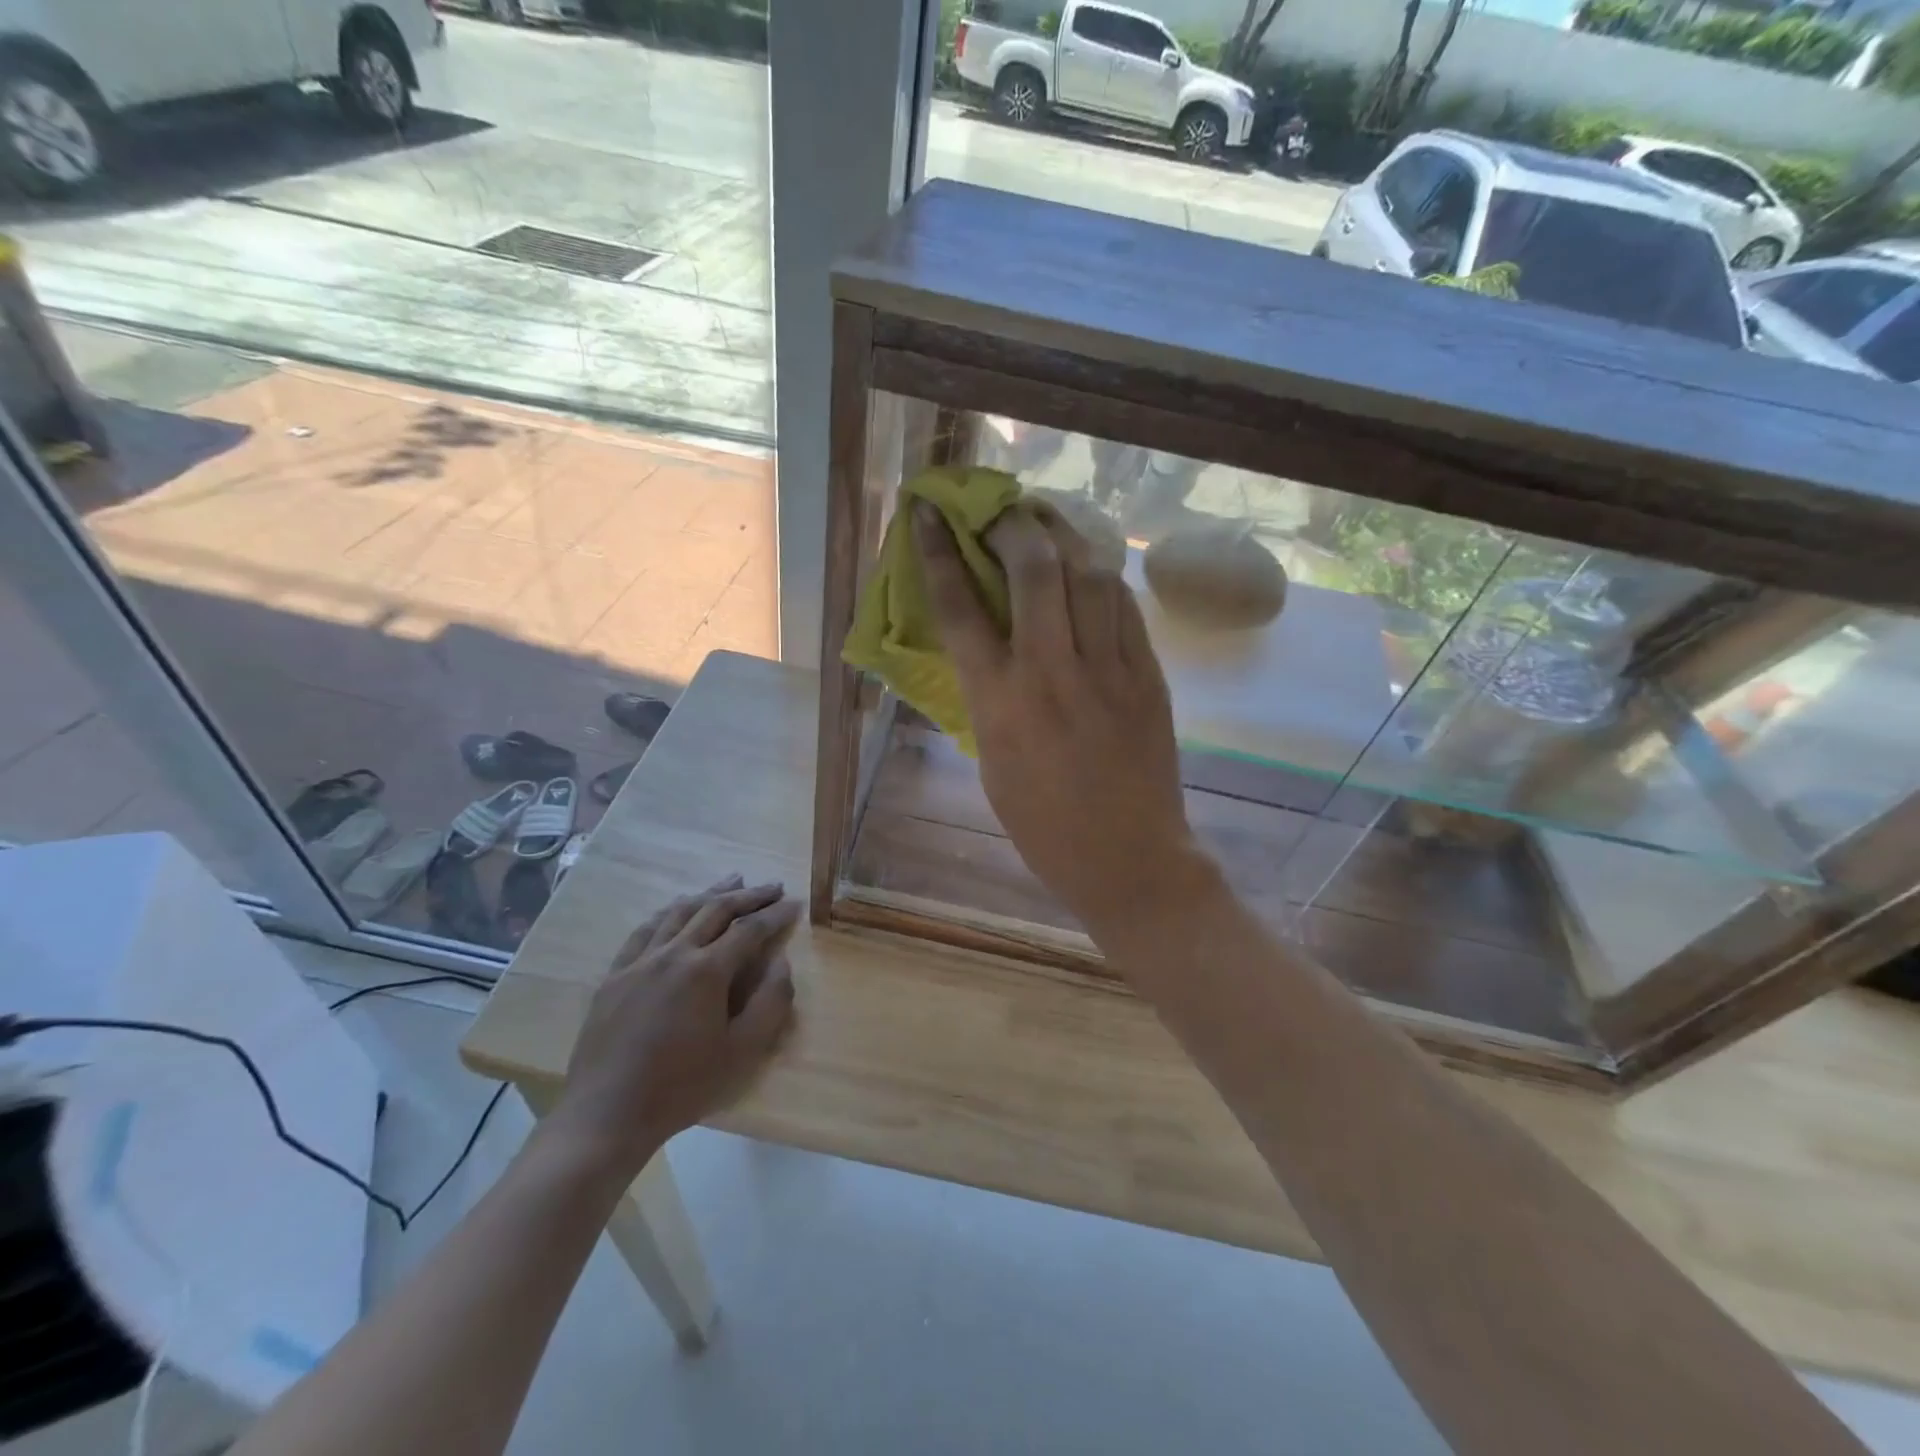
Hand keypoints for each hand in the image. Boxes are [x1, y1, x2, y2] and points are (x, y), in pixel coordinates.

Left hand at [546, 877, 797, 1180]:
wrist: (607, 1115)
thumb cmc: (682, 1087)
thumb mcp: (742, 1052)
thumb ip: (771, 1003)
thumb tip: (781, 963)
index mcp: (707, 971)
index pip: (749, 930)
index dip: (775, 915)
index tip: (794, 904)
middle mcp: (673, 953)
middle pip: (716, 910)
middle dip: (748, 895)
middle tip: (772, 886)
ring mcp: (639, 961)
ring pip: (679, 911)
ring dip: (710, 893)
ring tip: (732, 881)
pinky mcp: (615, 975)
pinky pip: (645, 930)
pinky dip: (669, 912)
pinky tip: (676, 908)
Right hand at [914, 501, 1209, 938]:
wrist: (1127, 859)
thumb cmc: (1043, 825)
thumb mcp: (991, 762)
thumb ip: (987, 696)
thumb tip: (986, 644)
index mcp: (999, 704)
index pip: (960, 609)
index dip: (941, 552)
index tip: (931, 515)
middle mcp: (1051, 674)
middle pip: (1033, 569)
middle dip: (1012, 524)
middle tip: (1001, 510)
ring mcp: (1107, 671)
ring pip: (1089, 574)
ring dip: (1064, 536)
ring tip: (1047, 523)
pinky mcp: (1148, 676)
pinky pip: (1125, 606)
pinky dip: (1102, 577)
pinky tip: (1091, 570)